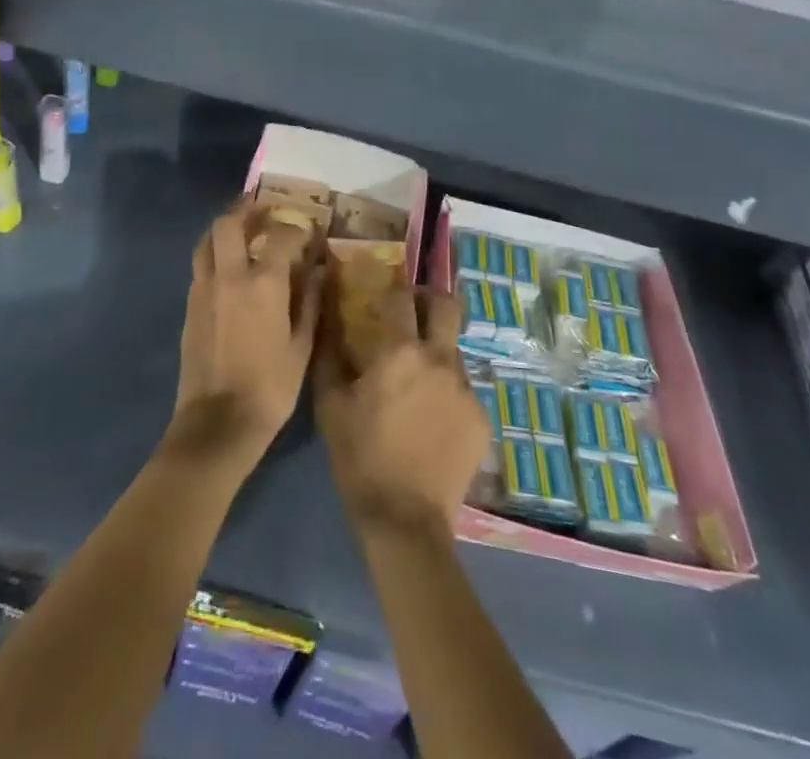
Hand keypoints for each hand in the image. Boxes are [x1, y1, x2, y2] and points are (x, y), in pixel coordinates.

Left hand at [172, 201, 322, 464]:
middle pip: (228, 223)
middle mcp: (229, 276)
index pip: (281, 236)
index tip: (309, 231)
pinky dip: (214, 254)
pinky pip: (201, 266)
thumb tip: (319, 271)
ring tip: (242, 230)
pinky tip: (229, 268)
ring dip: (224, 228)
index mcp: (263, 283)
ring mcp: (204, 289)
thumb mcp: (302, 347)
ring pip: (206, 241)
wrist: (217, 424)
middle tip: (263, 209)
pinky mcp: (190, 306)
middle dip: (246, 209)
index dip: (297, 228)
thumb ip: (309, 302)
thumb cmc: (270, 387)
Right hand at [315, 285, 490, 538]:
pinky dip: (446, 392)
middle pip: (447, 306)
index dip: (393, 287)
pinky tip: (431, 420)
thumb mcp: (330, 405)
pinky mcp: (481, 418)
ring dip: (437, 353)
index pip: (402, 296)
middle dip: (431, 300)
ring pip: (454, 351)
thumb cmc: (361, 458)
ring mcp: (466, 389)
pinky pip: (463, 389)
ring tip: (418, 382)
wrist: (405, 522)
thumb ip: (330, 354)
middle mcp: (440, 360)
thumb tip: (328, 317)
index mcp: (401, 352)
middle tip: (413, 313)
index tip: (384, 292)